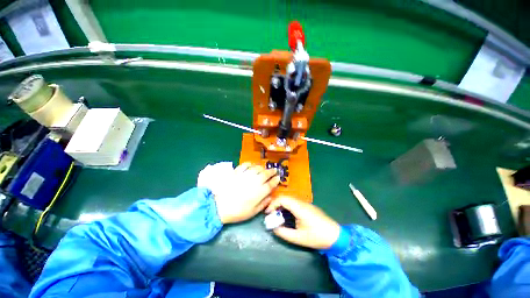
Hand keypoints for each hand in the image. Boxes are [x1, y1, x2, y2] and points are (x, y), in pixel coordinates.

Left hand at [213, 163, 280, 223]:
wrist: (219, 206)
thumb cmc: (237, 212)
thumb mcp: (253, 212)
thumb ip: (263, 203)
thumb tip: (270, 197)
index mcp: (260, 192)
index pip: (271, 184)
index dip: (276, 180)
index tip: (278, 178)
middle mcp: (255, 181)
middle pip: (266, 173)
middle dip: (272, 171)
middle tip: (274, 170)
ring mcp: (246, 175)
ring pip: (257, 168)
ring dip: (262, 167)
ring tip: (264, 168)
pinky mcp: (237, 172)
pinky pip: (246, 165)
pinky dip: (250, 164)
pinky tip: (251, 165)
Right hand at [266, 197, 339, 249]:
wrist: (336, 236)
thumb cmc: (317, 237)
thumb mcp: (298, 238)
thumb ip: (283, 232)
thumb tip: (273, 228)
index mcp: (299, 207)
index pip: (282, 199)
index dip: (273, 204)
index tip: (268, 213)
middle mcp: (302, 202)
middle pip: (285, 197)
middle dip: (276, 204)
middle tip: (271, 214)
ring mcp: (306, 203)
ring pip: (290, 199)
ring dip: (282, 205)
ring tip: (277, 215)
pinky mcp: (308, 206)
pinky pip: (294, 203)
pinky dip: (287, 206)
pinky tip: (287, 215)